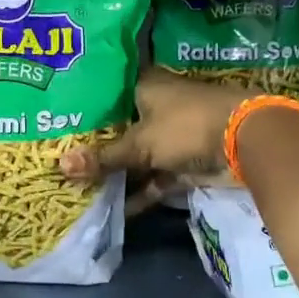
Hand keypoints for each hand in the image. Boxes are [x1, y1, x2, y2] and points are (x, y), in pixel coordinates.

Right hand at [59, 68, 254, 204]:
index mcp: (143, 87)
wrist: (244, 142)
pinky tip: (111, 211)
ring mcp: (168, 137)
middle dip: (93, 148)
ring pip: (134, 156)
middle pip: (117, 129)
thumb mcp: (140, 142)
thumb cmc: (186, 126)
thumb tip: (60, 167)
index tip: (53, 123)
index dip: (82, 109)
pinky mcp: (180, 163)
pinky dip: (137, 193)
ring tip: (76, 188)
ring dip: (114, 173)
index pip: (104, 94)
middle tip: (56, 160)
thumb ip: (103, 158)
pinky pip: (152, 178)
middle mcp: (153, 108)